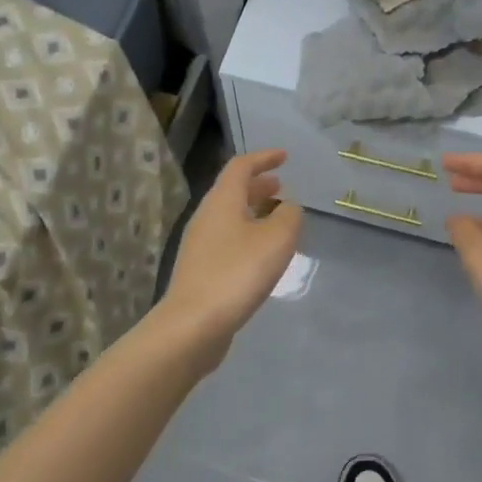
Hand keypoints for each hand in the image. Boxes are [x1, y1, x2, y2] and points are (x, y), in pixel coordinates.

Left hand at [157, 149, 302, 356]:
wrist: (193, 325)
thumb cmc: (237, 274)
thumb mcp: (276, 240)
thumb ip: (289, 216)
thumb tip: (288, 207)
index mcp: (222, 201)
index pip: (241, 167)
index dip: (263, 158)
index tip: (284, 156)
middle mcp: (206, 216)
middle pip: (232, 191)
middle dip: (258, 186)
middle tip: (281, 187)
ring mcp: (200, 245)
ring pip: (229, 217)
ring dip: (253, 212)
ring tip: (277, 220)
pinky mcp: (200, 270)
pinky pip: (227, 240)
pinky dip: (247, 234)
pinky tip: (262, 254)